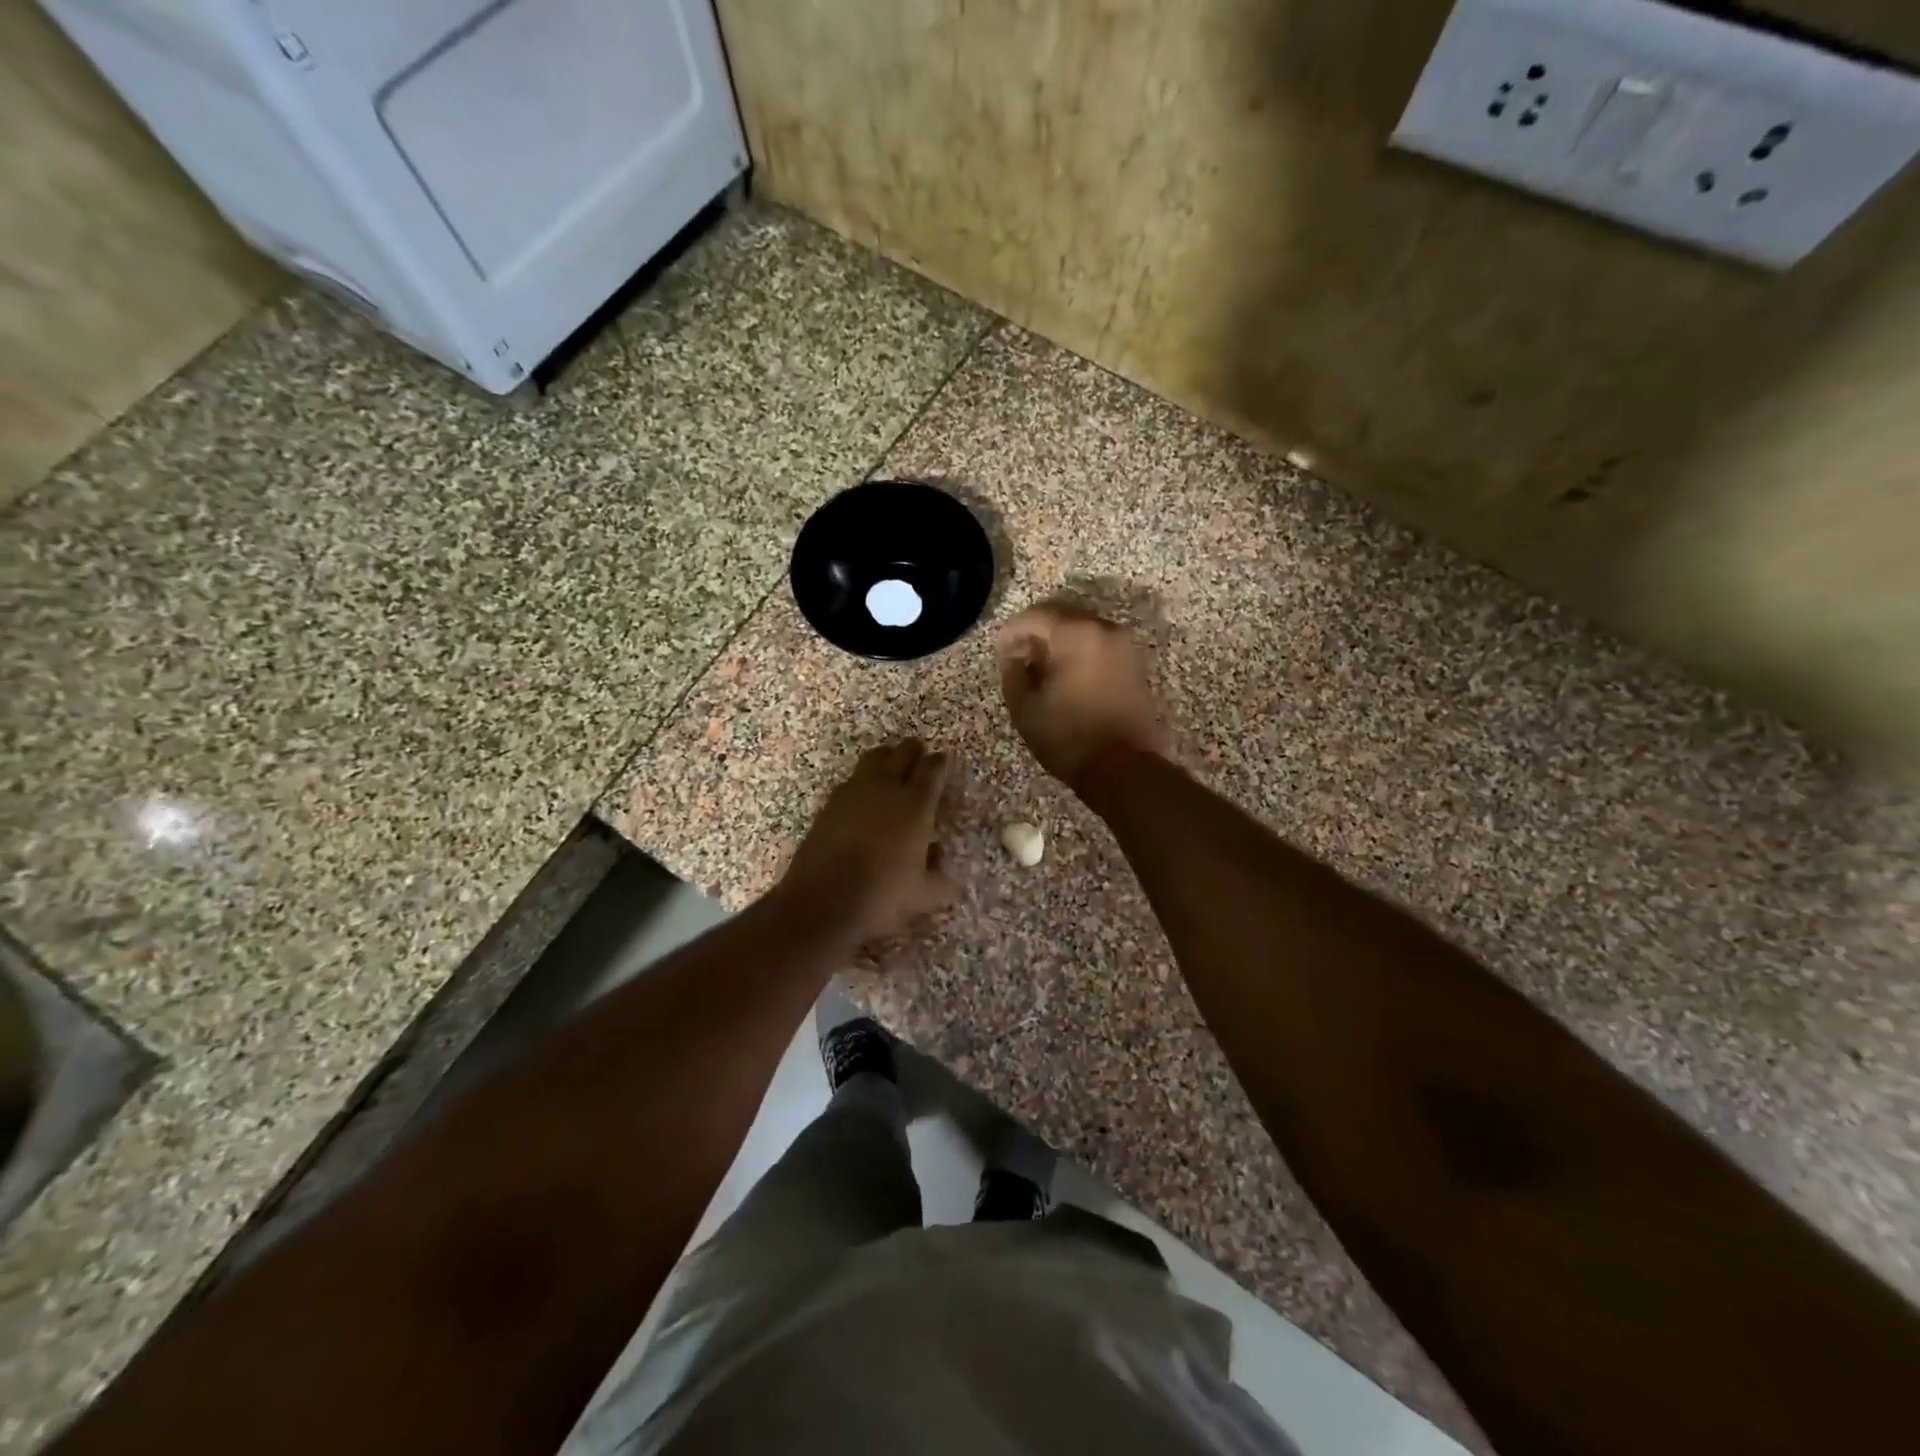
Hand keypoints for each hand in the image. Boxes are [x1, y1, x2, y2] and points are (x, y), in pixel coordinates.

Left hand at [781, 739, 954, 944]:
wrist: (822, 902)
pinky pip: (851, 780)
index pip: (932, 771)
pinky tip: (863, 795)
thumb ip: (940, 878)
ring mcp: (853, 793)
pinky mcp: (829, 804)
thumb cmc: (881, 896)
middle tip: (920, 753)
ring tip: (891, 764)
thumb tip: (940, 860)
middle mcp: (885, 789)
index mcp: (915, 805)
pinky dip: (863, 781)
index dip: (940, 762)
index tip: (944, 758)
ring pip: (874, 759)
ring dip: (887, 757)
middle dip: (914, 751)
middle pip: (902, 753)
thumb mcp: (924, 895)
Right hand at [996, 603, 1168, 792]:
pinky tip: (1065, 675)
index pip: (1036, 616)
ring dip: (1060, 641)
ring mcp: (1124, 646)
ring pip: (1084, 629)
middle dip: (1037, 630)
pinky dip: (1080, 652)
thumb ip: (1013, 673)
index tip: (999, 648)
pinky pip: (1100, 645)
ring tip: (1041, 666)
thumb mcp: (1025, 708)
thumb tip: (1015, 658)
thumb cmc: (1068, 737)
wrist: (1124, 767)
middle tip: (1018, 653)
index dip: (1012, 630)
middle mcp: (1104, 629)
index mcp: (1076, 634)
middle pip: (1063, 615)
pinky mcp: (1134, 665)